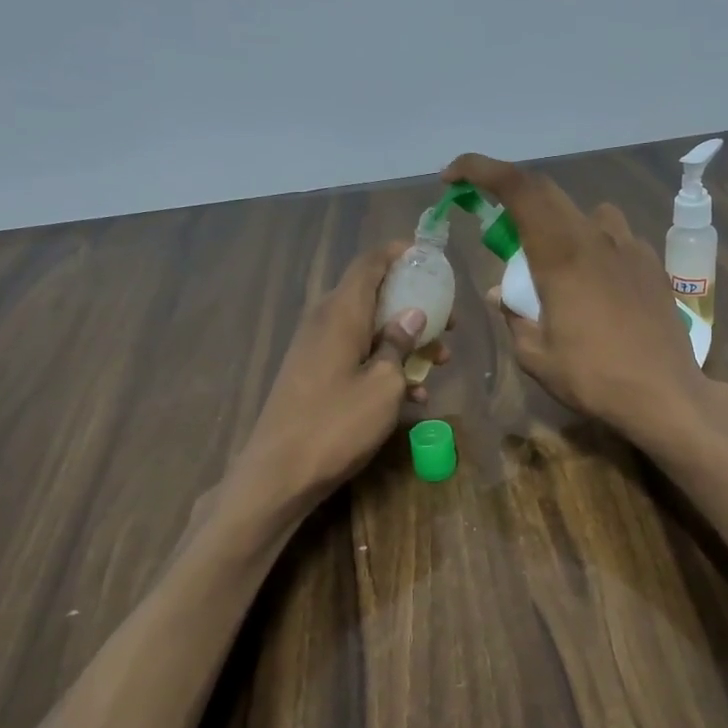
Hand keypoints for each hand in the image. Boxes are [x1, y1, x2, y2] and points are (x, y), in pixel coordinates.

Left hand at [235, 241, 451, 505]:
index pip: (370, 263)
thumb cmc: (336, 424)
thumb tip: (412, 315)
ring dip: (404, 341)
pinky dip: (383, 365)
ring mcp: (316, 349)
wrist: (279, 473)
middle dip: (414, 305)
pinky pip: (355, 356)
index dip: (399, 254)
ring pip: (368, 329)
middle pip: (373, 296)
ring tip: (440, 363)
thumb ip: (399, 344)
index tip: (429, 257)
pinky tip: (412, 397)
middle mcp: (325, 321)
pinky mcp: (314, 374)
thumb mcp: (383, 385)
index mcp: (341, 312)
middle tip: (448, 324)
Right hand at [442, 153, 716, 444]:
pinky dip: (594, 249)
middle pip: (549, 194)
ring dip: (561, 227)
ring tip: (556, 268)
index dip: (482, 169)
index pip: (519, 188)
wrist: (666, 395)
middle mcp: (596, 237)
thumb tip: (501, 295)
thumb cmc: (594, 377)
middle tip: (500, 236)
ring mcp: (630, 248)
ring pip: (587, 215)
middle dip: (515, 202)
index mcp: (561, 254)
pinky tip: (596, 288)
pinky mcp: (652, 265)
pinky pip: (614, 239)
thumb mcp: (537, 356)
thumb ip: (514, 317)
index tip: (454, 176)